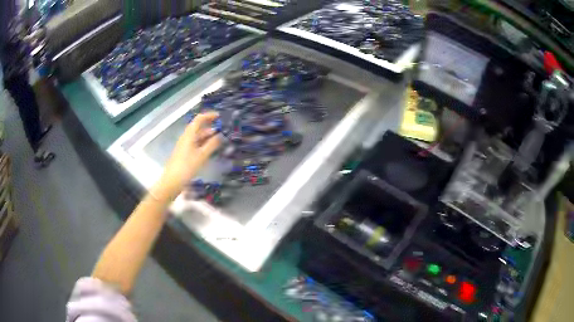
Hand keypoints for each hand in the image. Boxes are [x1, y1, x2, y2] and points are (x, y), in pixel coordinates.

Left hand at [153, 112, 220, 200]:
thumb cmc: (186, 167)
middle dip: (210, 127)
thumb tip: (221, 135)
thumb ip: (212, 144)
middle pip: (198, 128)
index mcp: (189, 135)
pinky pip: (196, 144)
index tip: (220, 116)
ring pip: (198, 137)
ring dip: (208, 136)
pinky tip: (211, 149)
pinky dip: (204, 144)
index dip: (209, 116)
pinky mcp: (185, 154)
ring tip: (221, 139)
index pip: (199, 119)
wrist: (172, 182)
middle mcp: (186, 138)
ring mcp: (185, 146)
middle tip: (223, 129)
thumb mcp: (201, 156)